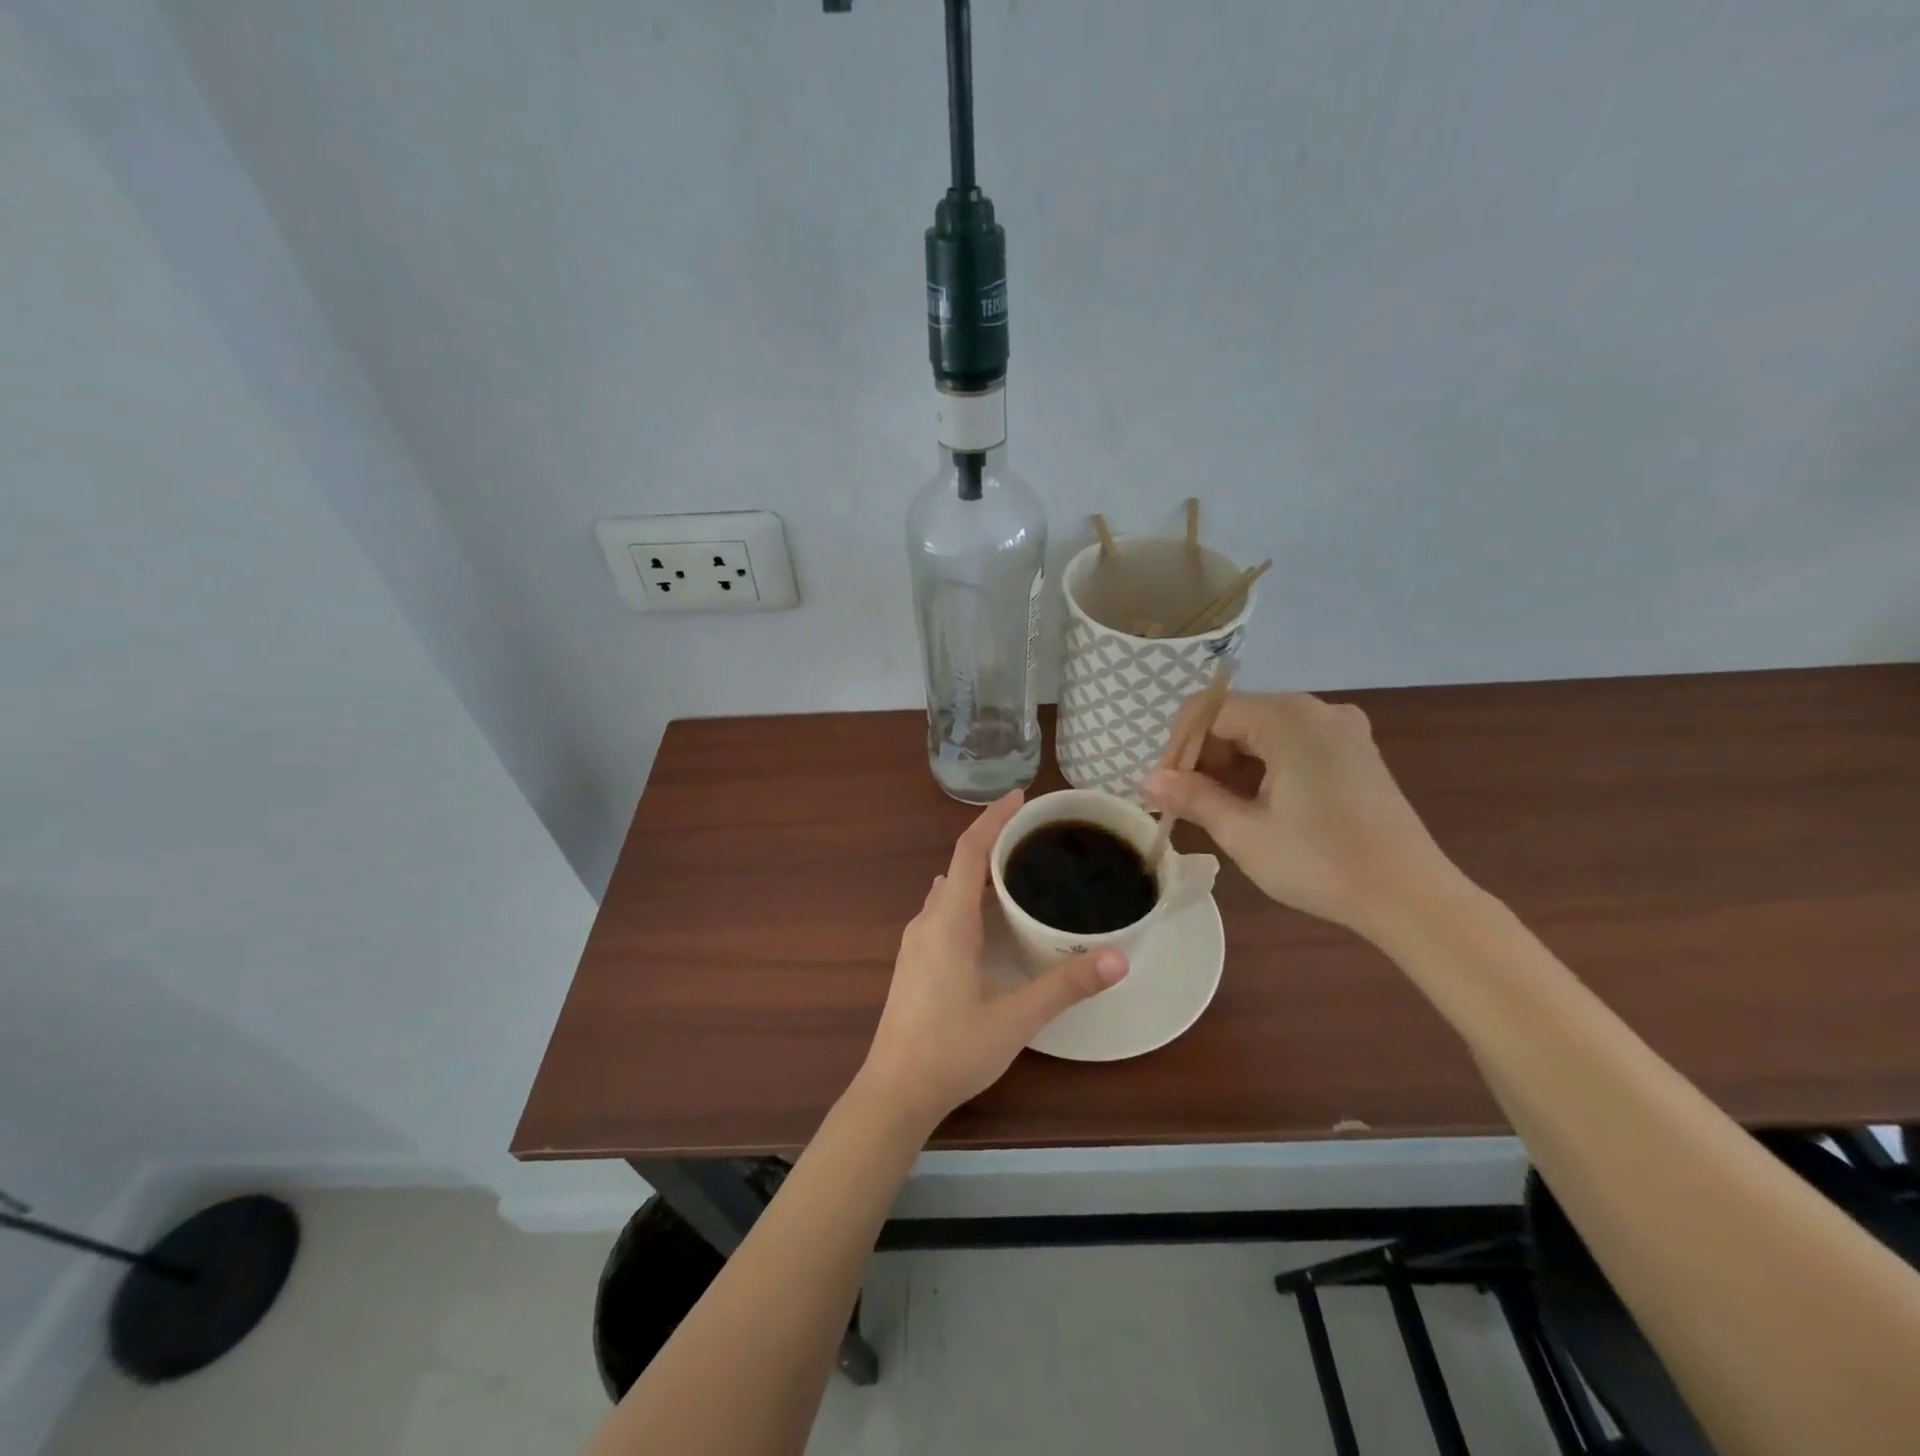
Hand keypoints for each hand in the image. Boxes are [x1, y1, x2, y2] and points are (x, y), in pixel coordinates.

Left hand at [857, 791, 1127, 1129]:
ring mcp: (916, 942)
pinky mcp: (915, 961)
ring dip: (979, 872)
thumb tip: (1119, 958)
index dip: (993, 819)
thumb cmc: (952, 1050)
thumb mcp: (1016, 1018)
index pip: (968, 852)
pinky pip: (943, 911)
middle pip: (959, 866)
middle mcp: (927, 922)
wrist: (894, 1092)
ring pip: (949, 890)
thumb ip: (1066, 986)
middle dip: (993, 842)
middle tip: (1035, 835)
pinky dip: (969, 898)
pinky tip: (992, 918)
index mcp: (949, 922)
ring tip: (1020, 870)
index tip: (1019, 796)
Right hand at [1143, 692, 1448, 936]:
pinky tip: (1256, 804)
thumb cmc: (1320, 863)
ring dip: (1231, 764)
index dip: (1178, 747)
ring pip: (1261, 730)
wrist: (1410, 897)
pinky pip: (1290, 742)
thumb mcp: (1244, 833)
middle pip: (1235, 716)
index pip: (1208, 711)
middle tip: (1188, 804)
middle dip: (1203, 757)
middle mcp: (1316, 709)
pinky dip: (1263, 766)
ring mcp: (1340, 728)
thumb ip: (1192, 797)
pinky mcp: (1353, 750)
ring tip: (1219, 810)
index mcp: (1288, 719)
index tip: (1165, 790)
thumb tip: (1146, 780)